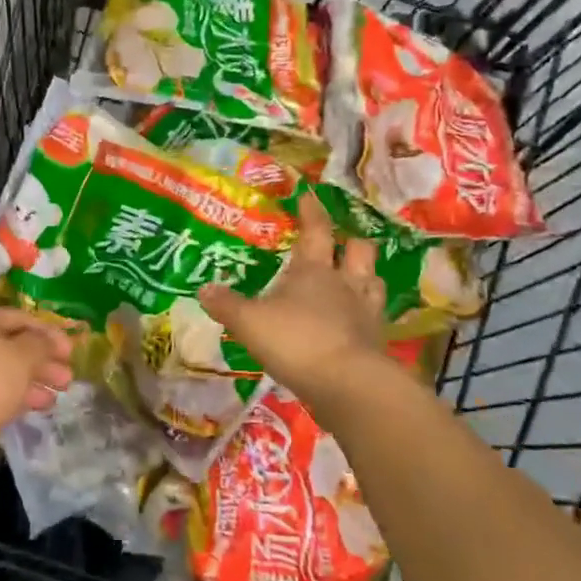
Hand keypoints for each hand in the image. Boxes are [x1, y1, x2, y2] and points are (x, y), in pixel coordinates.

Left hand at [0, 309, 72, 496]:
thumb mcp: (16, 359)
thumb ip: (38, 348)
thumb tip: (48, 341)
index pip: (20, 319)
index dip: (48, 332)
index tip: (72, 350)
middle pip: (12, 348)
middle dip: (42, 361)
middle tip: (69, 379)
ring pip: (3, 376)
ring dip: (31, 385)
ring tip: (55, 400)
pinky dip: (13, 403)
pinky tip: (28, 413)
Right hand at [199, 191, 393, 397]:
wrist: (347, 384)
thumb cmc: (296, 341)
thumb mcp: (249, 322)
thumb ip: (226, 305)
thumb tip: (204, 288)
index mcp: (313, 270)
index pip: (316, 230)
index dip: (312, 211)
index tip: (309, 196)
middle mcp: (345, 283)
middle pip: (358, 251)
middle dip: (350, 242)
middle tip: (341, 242)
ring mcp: (366, 312)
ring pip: (374, 281)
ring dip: (366, 275)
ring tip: (356, 278)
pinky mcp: (377, 341)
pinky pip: (375, 317)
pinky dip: (367, 314)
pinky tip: (356, 321)